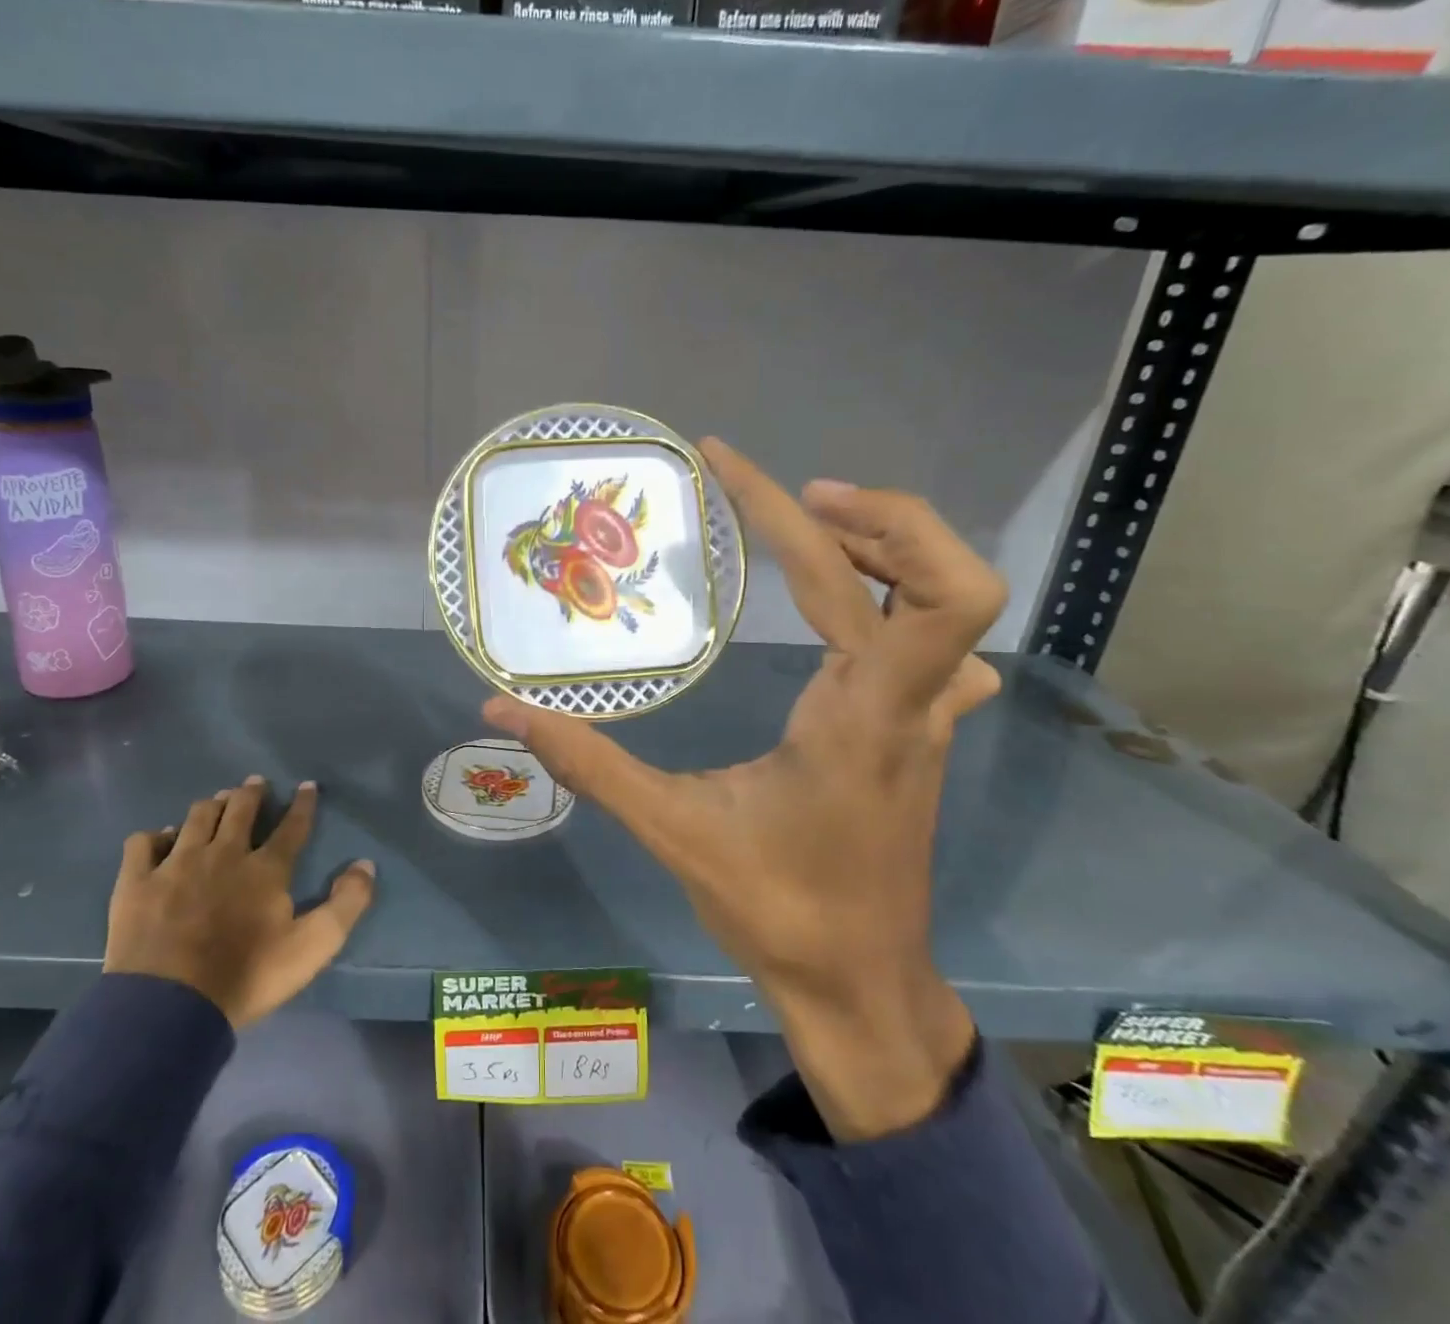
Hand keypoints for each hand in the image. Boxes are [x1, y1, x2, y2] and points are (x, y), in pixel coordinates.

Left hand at [104, 777, 375, 1028]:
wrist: (168, 1008)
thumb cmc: (246, 977)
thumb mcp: (312, 947)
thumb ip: (346, 904)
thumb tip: (365, 864)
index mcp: (265, 869)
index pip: (291, 827)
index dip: (302, 804)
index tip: (307, 786)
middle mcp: (223, 853)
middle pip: (240, 810)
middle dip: (251, 792)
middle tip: (256, 783)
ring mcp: (176, 864)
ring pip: (197, 817)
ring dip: (212, 805)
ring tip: (219, 800)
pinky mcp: (137, 882)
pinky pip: (144, 842)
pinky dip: (156, 836)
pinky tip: (162, 839)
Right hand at [485, 439, 1004, 1139]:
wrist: (861, 986)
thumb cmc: (777, 910)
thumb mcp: (672, 831)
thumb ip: (587, 763)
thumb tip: (501, 708)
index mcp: (860, 714)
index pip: (849, 579)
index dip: (791, 507)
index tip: (727, 463)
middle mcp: (910, 702)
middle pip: (941, 574)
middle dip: (872, 514)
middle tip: (793, 498)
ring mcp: (930, 718)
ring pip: (947, 604)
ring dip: (888, 548)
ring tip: (810, 529)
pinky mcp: (924, 733)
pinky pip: (942, 645)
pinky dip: (904, 601)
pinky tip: (852, 614)